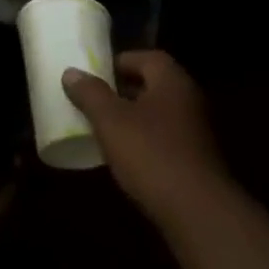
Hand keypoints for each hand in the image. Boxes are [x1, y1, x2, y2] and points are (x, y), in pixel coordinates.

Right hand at [62, 51, 228, 226]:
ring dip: (134, 117)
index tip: (95, 74)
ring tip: (105, 127)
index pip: (147, 58)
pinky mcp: (196, 160)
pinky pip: (166, 138)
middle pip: (153, 85)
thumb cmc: (151, 154)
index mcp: (172, 81)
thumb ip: (90, 94)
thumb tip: (71, 73)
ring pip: (159, 113)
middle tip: (95, 99)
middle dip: (124, 90)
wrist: (197, 211)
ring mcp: (196, 131)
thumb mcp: (111, 121)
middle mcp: (189, 99)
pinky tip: (126, 156)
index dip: (120, 62)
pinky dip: (146, 140)